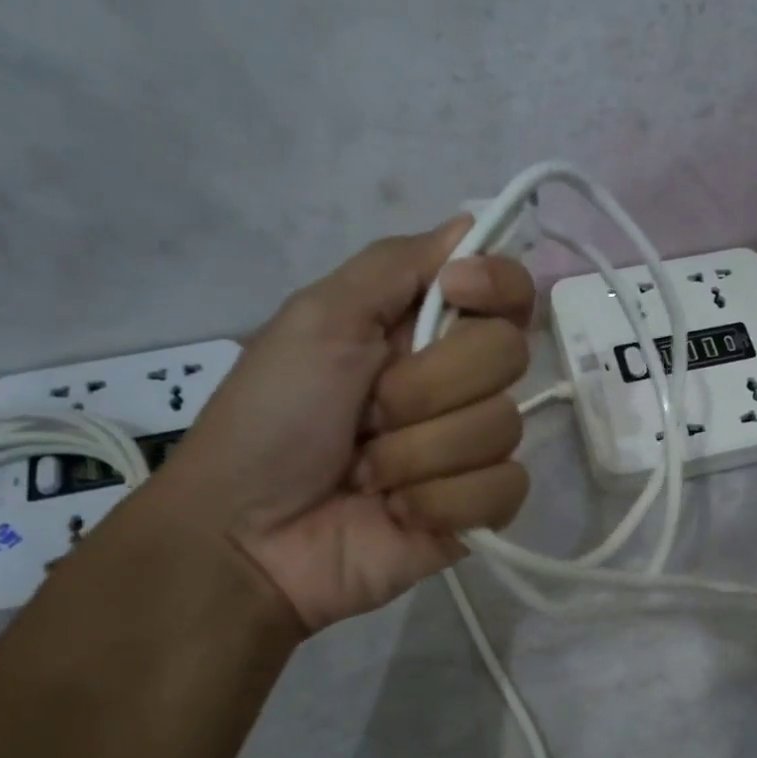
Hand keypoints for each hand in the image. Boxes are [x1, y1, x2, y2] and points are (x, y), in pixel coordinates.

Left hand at [164, 216, 533, 633]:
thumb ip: (396, 265)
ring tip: (366, 475)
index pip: (510, 292)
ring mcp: (471, 450)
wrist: (246, 534)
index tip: (456, 292)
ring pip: (502, 428)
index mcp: (424, 330)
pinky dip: (442, 502)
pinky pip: (504, 490)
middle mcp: (458, 384)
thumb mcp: (318, 319)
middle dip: (425, 387)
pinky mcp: (478, 511)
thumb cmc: (271, 417)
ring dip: (417, 454)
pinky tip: (397, 513)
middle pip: (508, 356)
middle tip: (366, 415)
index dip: (498, 286)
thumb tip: (471, 223)